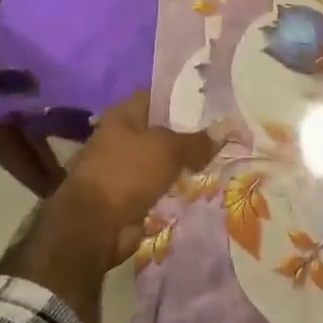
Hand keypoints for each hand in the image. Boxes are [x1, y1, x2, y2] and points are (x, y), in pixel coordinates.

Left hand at [48, 93, 215, 273]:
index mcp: (124, 115)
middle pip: (164, 132)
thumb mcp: (167, 149)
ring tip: (224, 161)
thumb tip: (225, 131)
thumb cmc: (127, 173)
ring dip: (188, 166)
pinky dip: (180, 189)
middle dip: (192, 135)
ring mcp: (127, 169)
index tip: (214, 104)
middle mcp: (123, 138)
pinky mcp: (133, 196)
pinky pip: (163, 187)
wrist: (96, 225)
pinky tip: (206, 187)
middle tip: (226, 135)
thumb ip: (196, 141)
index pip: (158, 97)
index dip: (184, 98)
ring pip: (166, 162)